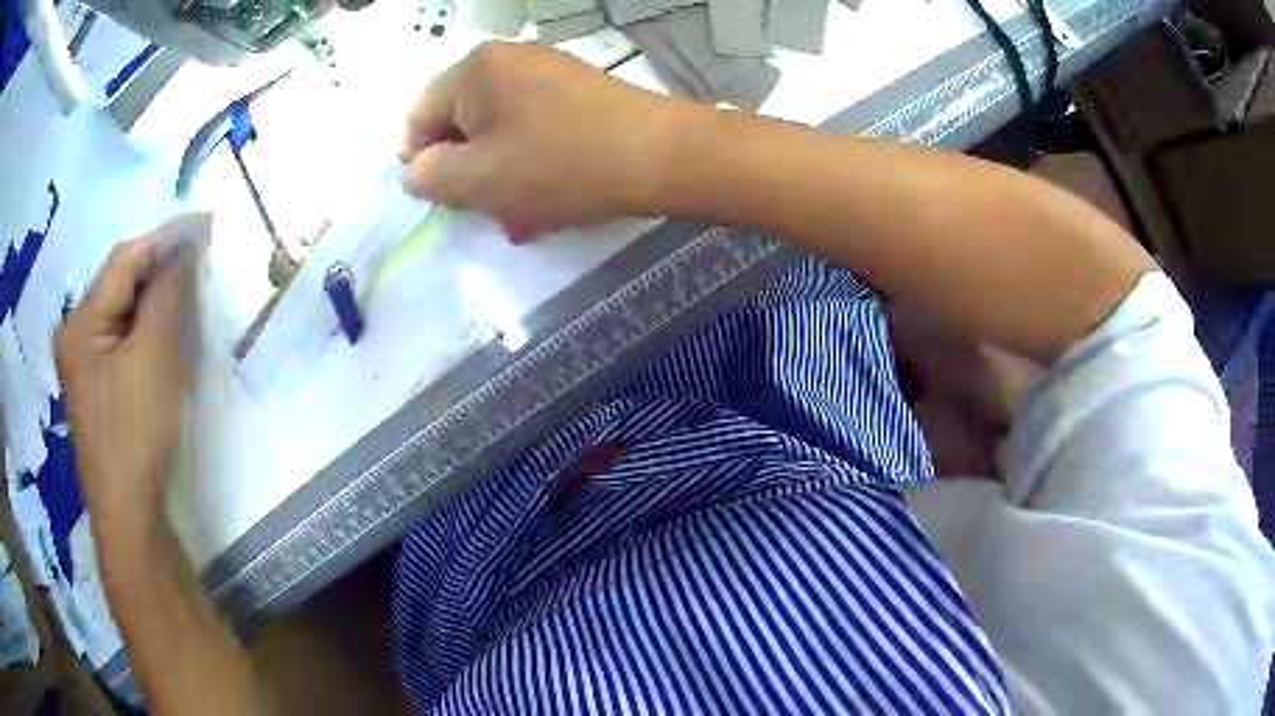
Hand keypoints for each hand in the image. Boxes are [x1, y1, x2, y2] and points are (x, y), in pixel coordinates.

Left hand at [55, 217, 203, 547]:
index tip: (204, 225)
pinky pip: (122, 342)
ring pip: (123, 314)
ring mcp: (84, 364)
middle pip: (120, 285)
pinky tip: (163, 341)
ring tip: (186, 301)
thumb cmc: (135, 434)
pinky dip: (146, 333)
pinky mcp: (97, 388)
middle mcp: (75, 335)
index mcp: (80, 322)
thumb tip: (186, 249)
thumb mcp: (155, 358)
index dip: (164, 239)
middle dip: (159, 273)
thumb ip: (167, 295)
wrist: (129, 515)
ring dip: (154, 304)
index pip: (124, 259)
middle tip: (198, 268)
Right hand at [400, 41, 684, 239]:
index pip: (418, 115)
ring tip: (527, 211)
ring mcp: (546, 70)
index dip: (424, 162)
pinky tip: (552, 193)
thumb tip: (417, 168)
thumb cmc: (560, 166)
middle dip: (469, 170)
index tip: (453, 196)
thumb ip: (428, 176)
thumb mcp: (478, 180)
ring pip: (499, 129)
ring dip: (502, 173)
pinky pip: (533, 125)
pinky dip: (532, 160)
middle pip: (460, 121)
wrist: (661, 156)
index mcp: (474, 69)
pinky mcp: (576, 88)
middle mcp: (507, 58)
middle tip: (492, 208)